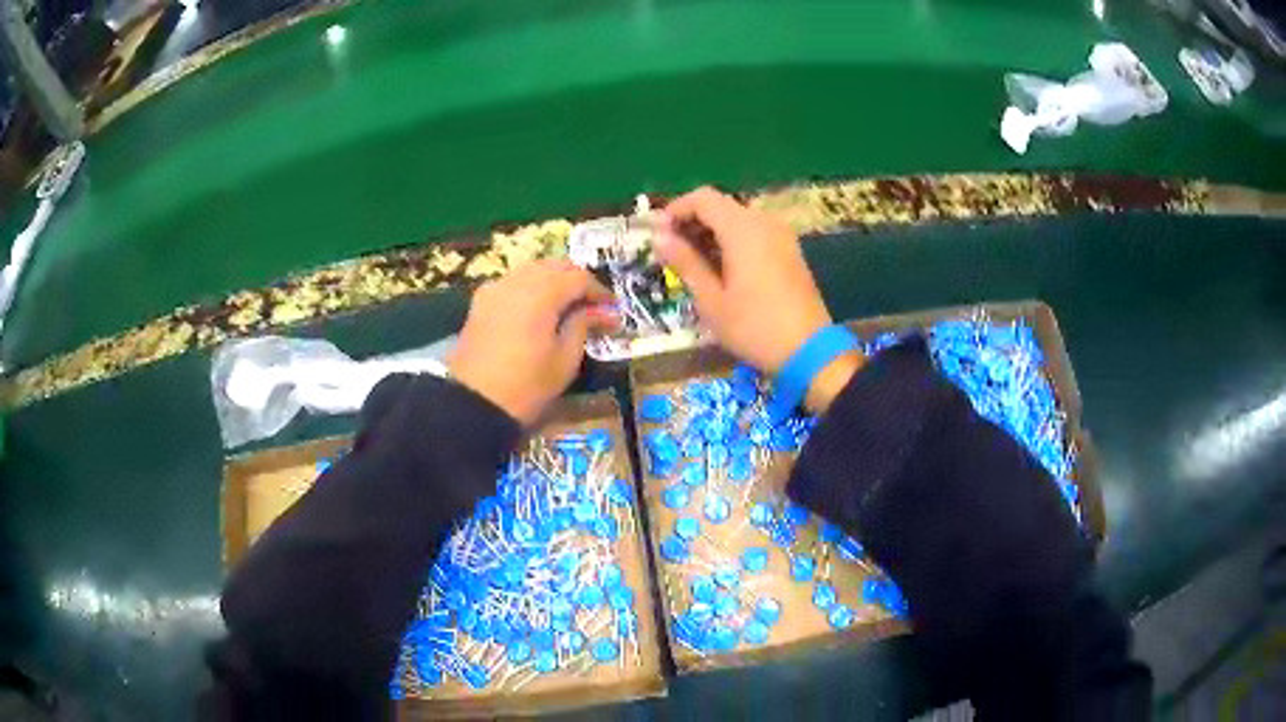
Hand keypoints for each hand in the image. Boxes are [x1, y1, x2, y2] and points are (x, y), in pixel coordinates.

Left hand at [449, 260, 616, 424]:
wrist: (473, 403)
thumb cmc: (526, 386)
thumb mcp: (565, 360)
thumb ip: (584, 327)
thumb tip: (603, 313)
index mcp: (542, 293)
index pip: (579, 278)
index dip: (599, 292)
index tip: (613, 310)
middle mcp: (518, 281)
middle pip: (555, 266)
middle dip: (577, 280)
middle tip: (593, 305)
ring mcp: (496, 288)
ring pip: (532, 269)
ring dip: (554, 280)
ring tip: (568, 305)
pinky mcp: (481, 301)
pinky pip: (513, 282)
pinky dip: (531, 287)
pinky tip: (538, 308)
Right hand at [654, 187, 861, 412]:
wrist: (809, 351)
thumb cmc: (753, 327)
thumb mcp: (711, 299)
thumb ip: (685, 262)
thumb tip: (658, 237)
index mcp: (743, 228)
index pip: (702, 198)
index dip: (675, 210)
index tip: (658, 235)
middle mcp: (764, 222)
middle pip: (720, 205)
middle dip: (692, 222)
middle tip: (671, 252)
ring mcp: (781, 235)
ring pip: (738, 219)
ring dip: (711, 232)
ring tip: (693, 263)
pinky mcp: (790, 250)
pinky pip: (754, 232)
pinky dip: (732, 241)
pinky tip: (721, 269)